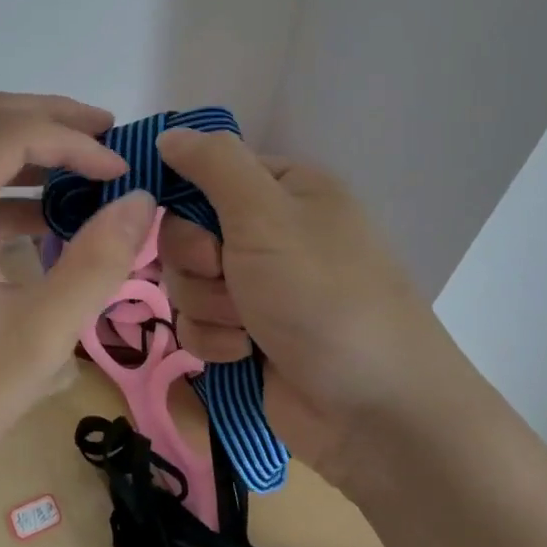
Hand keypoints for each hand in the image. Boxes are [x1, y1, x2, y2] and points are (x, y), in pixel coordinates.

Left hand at [0, 92, 156, 499]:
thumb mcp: (39, 337)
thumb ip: (97, 262)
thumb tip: (141, 200)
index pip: (9, 131)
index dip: (73, 141)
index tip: (122, 173)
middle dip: (53, 119)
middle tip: (111, 140)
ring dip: (31, 143)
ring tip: (90, 165)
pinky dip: (11, 181)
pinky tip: (51, 214)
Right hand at [154, 129, 455, 482]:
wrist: (376, 413)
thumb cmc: (323, 296)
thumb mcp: (267, 214)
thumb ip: (214, 164)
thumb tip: (169, 133)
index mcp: (284, 190)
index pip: (206, 172)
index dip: (186, 197)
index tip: (191, 221)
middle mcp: (270, 233)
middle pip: (186, 230)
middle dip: (197, 261)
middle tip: (227, 276)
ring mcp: (258, 287)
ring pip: (185, 280)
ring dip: (207, 304)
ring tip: (247, 326)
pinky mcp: (246, 336)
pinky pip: (196, 324)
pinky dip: (214, 340)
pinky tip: (246, 355)